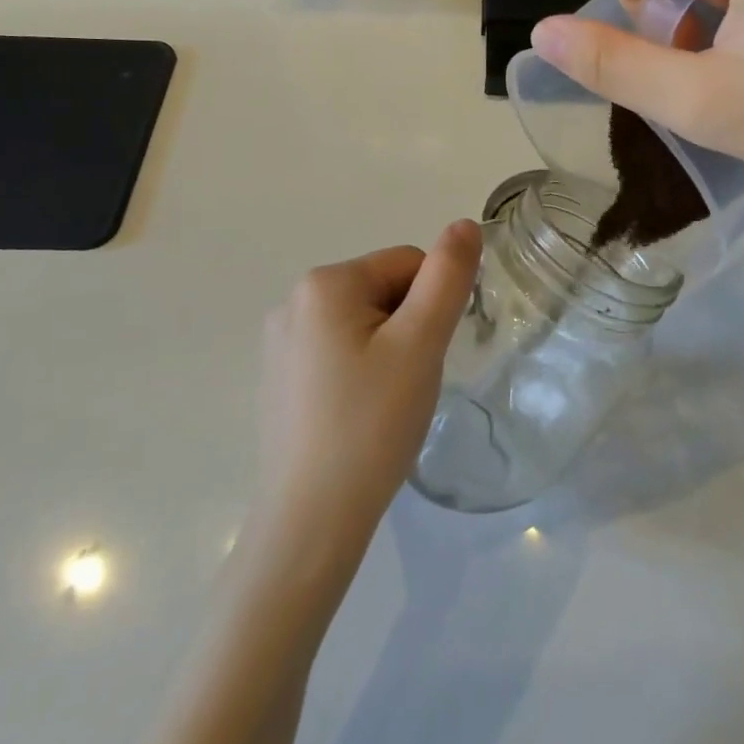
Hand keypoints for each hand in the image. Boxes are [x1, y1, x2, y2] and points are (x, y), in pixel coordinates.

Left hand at [257, 222, 481, 562]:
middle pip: (382, 290)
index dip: (431, 306)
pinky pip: (337, 352)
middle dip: (407, 328)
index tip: (425, 357)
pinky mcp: (278, 378)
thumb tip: (464, 223)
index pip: (407, 263)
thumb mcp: (421, 343)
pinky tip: (358, 416)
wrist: (311, 520)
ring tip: (384, 403)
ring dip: (387, 351)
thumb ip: (447, 276)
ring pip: (363, 323)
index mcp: (324, 283)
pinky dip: (360, 373)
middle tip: (407, 383)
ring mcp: (280, 342)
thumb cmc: (372, 423)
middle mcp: (292, 301)